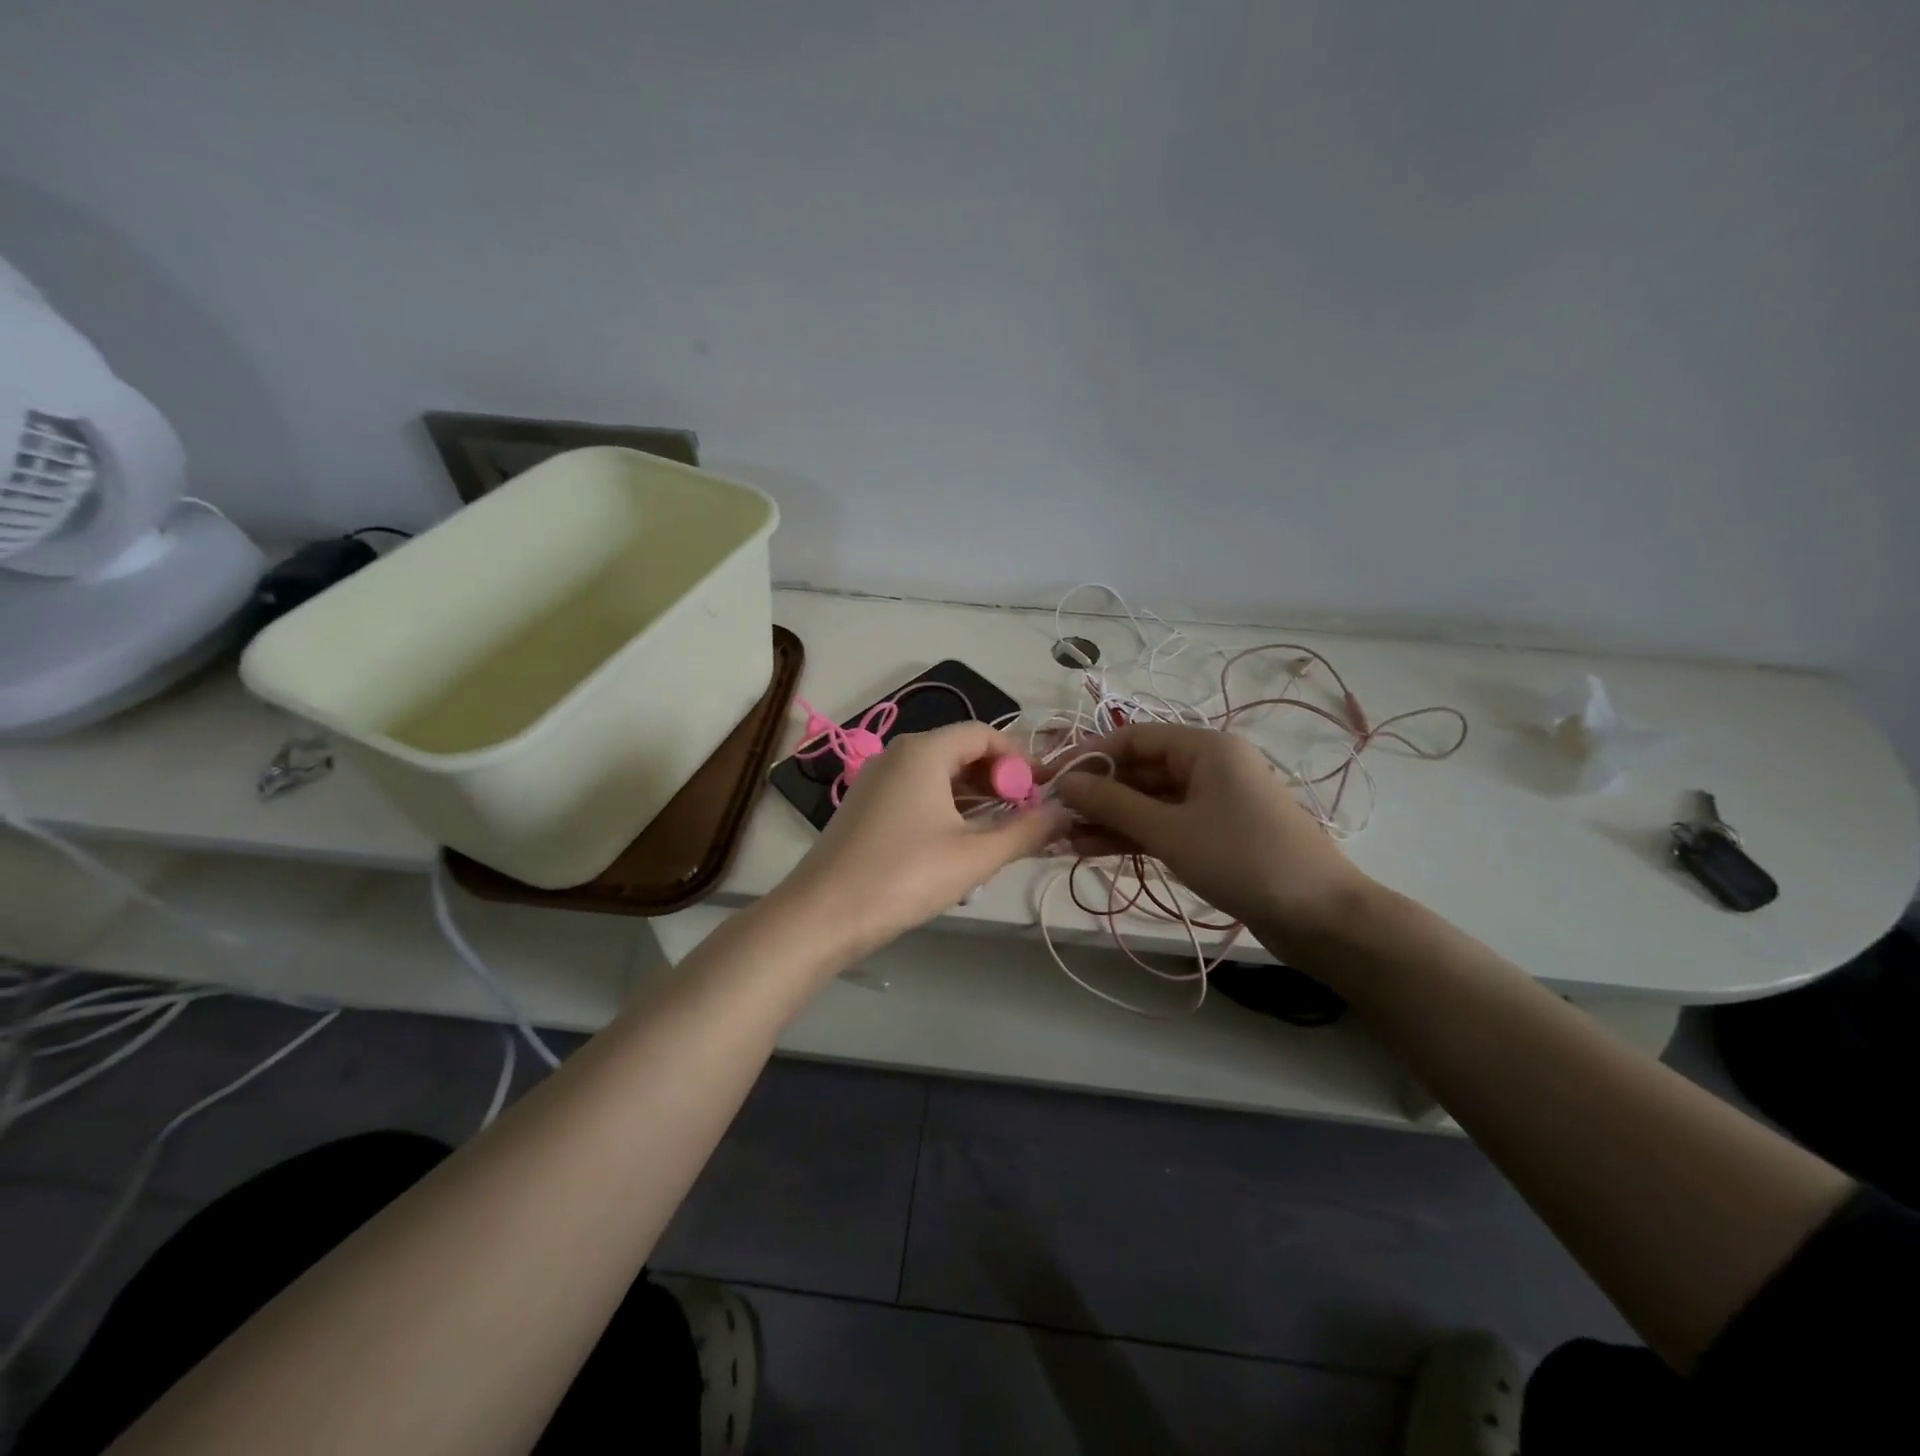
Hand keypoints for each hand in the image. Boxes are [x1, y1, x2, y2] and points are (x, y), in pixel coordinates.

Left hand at [777, 721, 1069, 959]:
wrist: (823, 915)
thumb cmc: (904, 876)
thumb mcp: (975, 856)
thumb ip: (1027, 831)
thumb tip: (1066, 812)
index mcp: (923, 751)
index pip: (984, 733)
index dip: (1019, 759)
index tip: (1042, 793)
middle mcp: (897, 754)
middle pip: (961, 752)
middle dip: (998, 782)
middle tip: (1024, 819)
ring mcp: (876, 780)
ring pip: (939, 777)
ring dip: (974, 802)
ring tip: (997, 840)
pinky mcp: (865, 807)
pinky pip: (917, 795)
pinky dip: (945, 812)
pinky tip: (957, 850)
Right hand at [1050, 723, 1374, 948]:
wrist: (1321, 917)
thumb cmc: (1243, 859)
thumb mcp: (1170, 830)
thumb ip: (1112, 804)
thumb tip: (1063, 783)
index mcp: (1204, 747)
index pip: (1131, 738)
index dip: (1087, 757)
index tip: (1048, 780)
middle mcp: (1207, 766)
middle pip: (1138, 770)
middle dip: (1094, 793)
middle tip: (1050, 817)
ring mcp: (1211, 802)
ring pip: (1147, 802)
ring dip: (1107, 818)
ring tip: (1061, 839)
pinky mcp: (1212, 834)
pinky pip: (1162, 825)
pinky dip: (1130, 836)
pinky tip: (1091, 850)